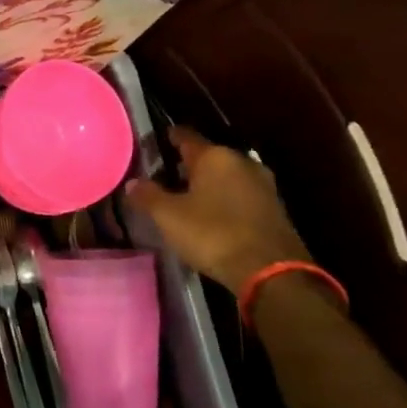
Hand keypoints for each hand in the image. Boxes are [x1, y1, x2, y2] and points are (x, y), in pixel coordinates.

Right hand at [127, 127, 311, 293]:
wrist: (270, 271)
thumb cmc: (212, 233)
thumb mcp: (168, 216)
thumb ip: (148, 196)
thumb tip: (133, 183)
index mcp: (214, 156)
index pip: (186, 136)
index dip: (168, 137)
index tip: (153, 141)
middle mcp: (241, 162)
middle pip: (208, 156)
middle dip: (187, 165)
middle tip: (164, 176)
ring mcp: (262, 185)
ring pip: (226, 176)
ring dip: (207, 184)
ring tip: (185, 197)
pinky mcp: (274, 209)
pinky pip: (240, 195)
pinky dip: (224, 200)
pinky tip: (210, 215)